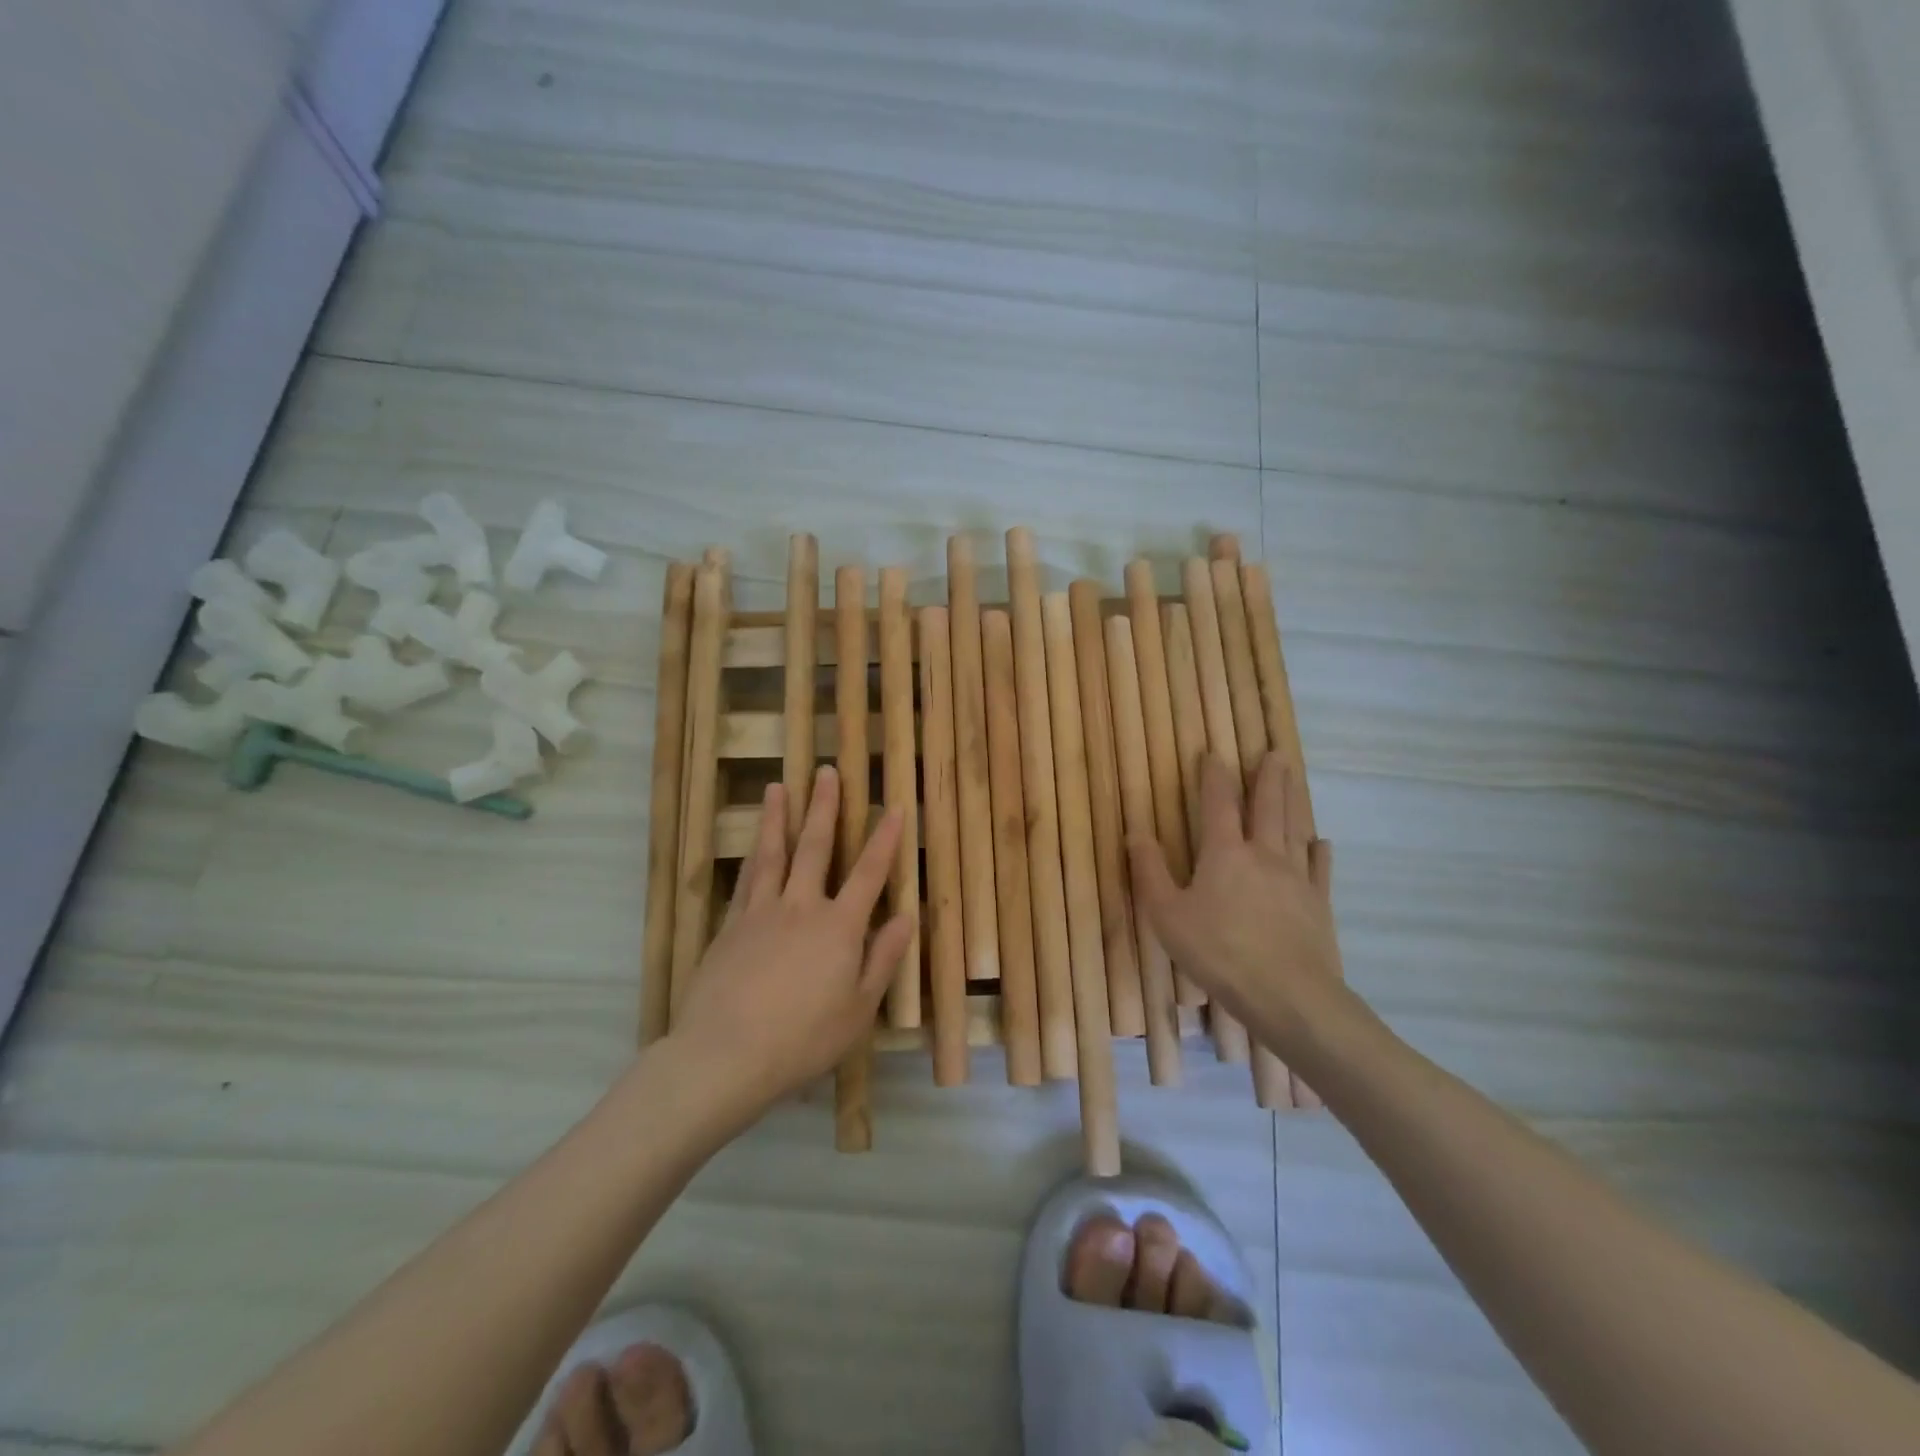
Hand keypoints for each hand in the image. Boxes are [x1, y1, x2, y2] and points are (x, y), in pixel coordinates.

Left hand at [669, 765, 912, 1116]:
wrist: (725, 1054)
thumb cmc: (803, 1038)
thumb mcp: (859, 1009)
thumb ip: (884, 959)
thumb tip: (907, 917)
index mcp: (839, 927)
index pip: (869, 873)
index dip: (885, 839)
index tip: (893, 806)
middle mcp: (801, 907)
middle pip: (816, 848)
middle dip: (825, 807)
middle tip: (826, 772)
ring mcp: (761, 913)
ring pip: (773, 854)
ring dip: (779, 818)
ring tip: (779, 787)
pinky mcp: (730, 927)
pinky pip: (745, 880)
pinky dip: (752, 856)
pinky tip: (753, 844)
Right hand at [1128, 752, 1343, 1051]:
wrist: (1288, 995)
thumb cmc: (1218, 953)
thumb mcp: (1167, 915)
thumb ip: (1149, 872)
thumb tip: (1135, 832)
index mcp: (1224, 854)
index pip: (1218, 804)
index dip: (1214, 777)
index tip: (1214, 754)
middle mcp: (1263, 855)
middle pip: (1266, 807)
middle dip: (1267, 778)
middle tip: (1274, 753)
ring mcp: (1296, 878)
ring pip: (1293, 829)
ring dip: (1291, 801)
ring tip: (1293, 779)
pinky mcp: (1318, 904)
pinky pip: (1319, 869)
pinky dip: (1319, 852)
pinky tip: (1321, 842)